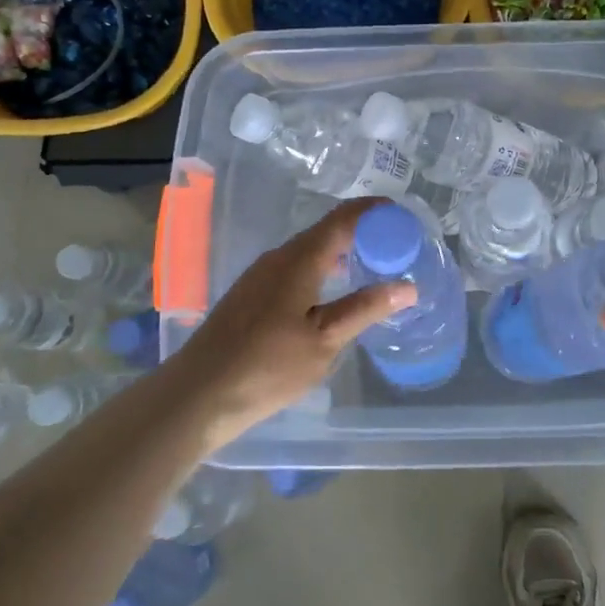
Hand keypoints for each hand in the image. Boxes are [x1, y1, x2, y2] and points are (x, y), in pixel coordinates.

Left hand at [172, 198, 414, 447]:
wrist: (197, 394)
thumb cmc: (266, 367)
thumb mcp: (324, 341)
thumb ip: (365, 309)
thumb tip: (408, 285)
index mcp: (299, 259)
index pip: (343, 218)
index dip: (375, 211)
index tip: (404, 216)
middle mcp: (279, 257)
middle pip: (326, 231)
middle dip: (363, 233)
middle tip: (397, 248)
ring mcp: (260, 275)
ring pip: (309, 251)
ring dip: (342, 252)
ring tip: (372, 268)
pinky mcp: (251, 295)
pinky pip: (295, 268)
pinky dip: (323, 269)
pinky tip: (332, 294)